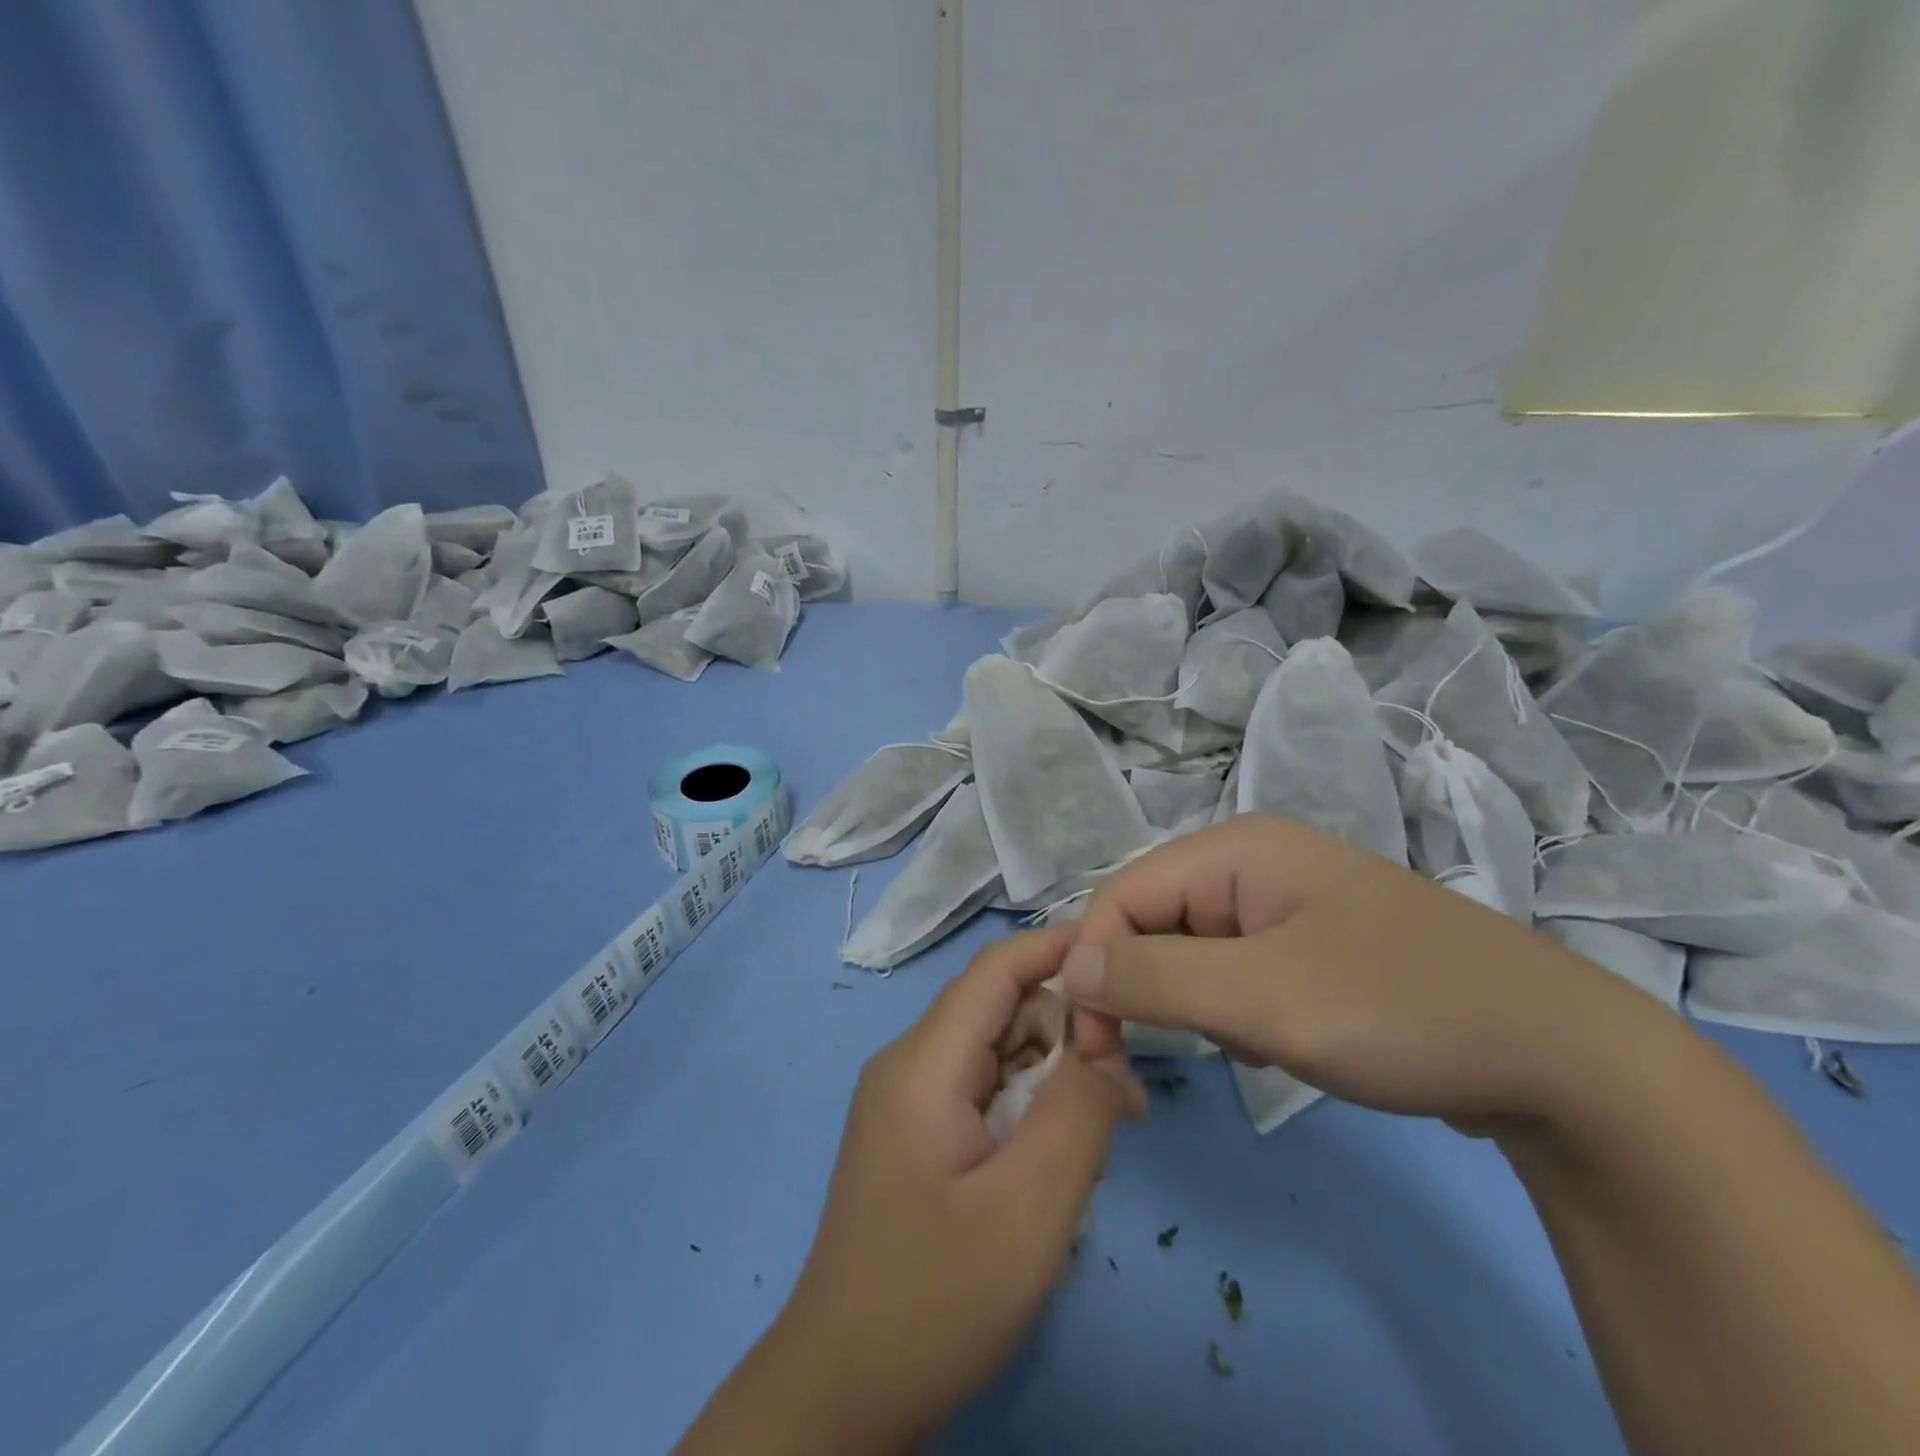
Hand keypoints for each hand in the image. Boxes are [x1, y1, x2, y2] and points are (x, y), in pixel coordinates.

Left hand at [679, 928, 1142, 1454]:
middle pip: (1000, 1008)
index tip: (1124, 962)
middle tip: (1120, 1096)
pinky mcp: (913, 1130)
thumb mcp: (1028, 1210)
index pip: (996, 969)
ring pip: (995, 1049)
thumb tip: (1108, 1051)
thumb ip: (1078, 1114)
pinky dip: (1026, 1104)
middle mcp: (909, 1062)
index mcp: (923, 1062)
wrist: (842, 1388)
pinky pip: (981, 1087)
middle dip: (1064, 1032)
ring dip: (1050, 1075)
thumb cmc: (935, 1299)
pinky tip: (1054, 1158)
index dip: (1058, 949)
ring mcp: (906, 1097)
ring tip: (1097, 1138)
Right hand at [1062, 815, 1669, 1134]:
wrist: (1567, 1062)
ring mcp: (1285, 903)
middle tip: (1146, 1063)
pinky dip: (1233, 1011)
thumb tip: (1070, 966)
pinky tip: (1278, 1043)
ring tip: (1247, 1046)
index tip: (1095, 1049)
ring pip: (1191, 950)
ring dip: (1192, 1004)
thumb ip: (1154, 977)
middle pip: (1154, 919)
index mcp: (1236, 849)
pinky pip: (1234, 970)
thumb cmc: (1404, 1010)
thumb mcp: (1266, 999)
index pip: (1123, 894)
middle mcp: (1252, 862)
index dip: (1095, 965)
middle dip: (1143, 989)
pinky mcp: (1311, 944)